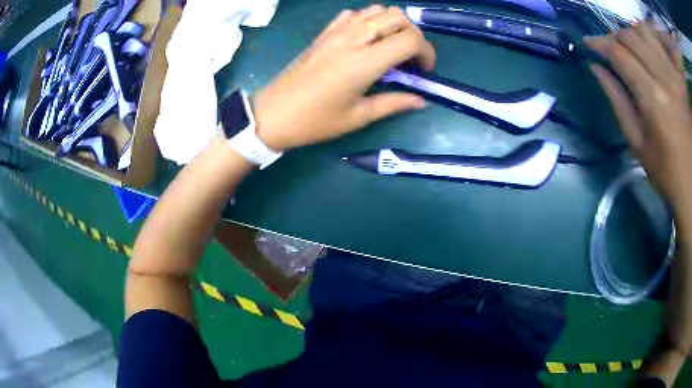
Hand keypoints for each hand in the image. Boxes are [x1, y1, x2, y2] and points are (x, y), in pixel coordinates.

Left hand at [252, 5, 435, 150]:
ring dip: (393, 25)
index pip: (410, 39)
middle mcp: (353, 38)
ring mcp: (336, 31)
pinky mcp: (325, 32)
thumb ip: (394, 103)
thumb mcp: (358, 117)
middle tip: (410, 58)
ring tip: (392, 48)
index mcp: (364, 62)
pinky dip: (369, 20)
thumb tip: (420, 100)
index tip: (424, 70)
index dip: (427, 52)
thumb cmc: (315, 121)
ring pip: (377, 10)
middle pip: (398, 16)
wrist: (273, 114)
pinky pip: (354, 14)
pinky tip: (367, 39)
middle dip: (414, 34)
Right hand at [585, 23, 691, 204]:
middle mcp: (665, 78)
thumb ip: (616, 99)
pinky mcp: (678, 76)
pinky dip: (647, 36)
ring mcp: (673, 75)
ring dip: (631, 33)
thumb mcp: (637, 143)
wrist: (691, 184)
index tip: (588, 43)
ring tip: (629, 47)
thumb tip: (596, 67)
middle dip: (614, 37)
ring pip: (644, 30)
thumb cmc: (665, 172)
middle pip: (631, 36)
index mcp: (653, 99)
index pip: (619, 53)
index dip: (599, 42)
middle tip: (610, 49)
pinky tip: (645, 48)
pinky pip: (658, 41)